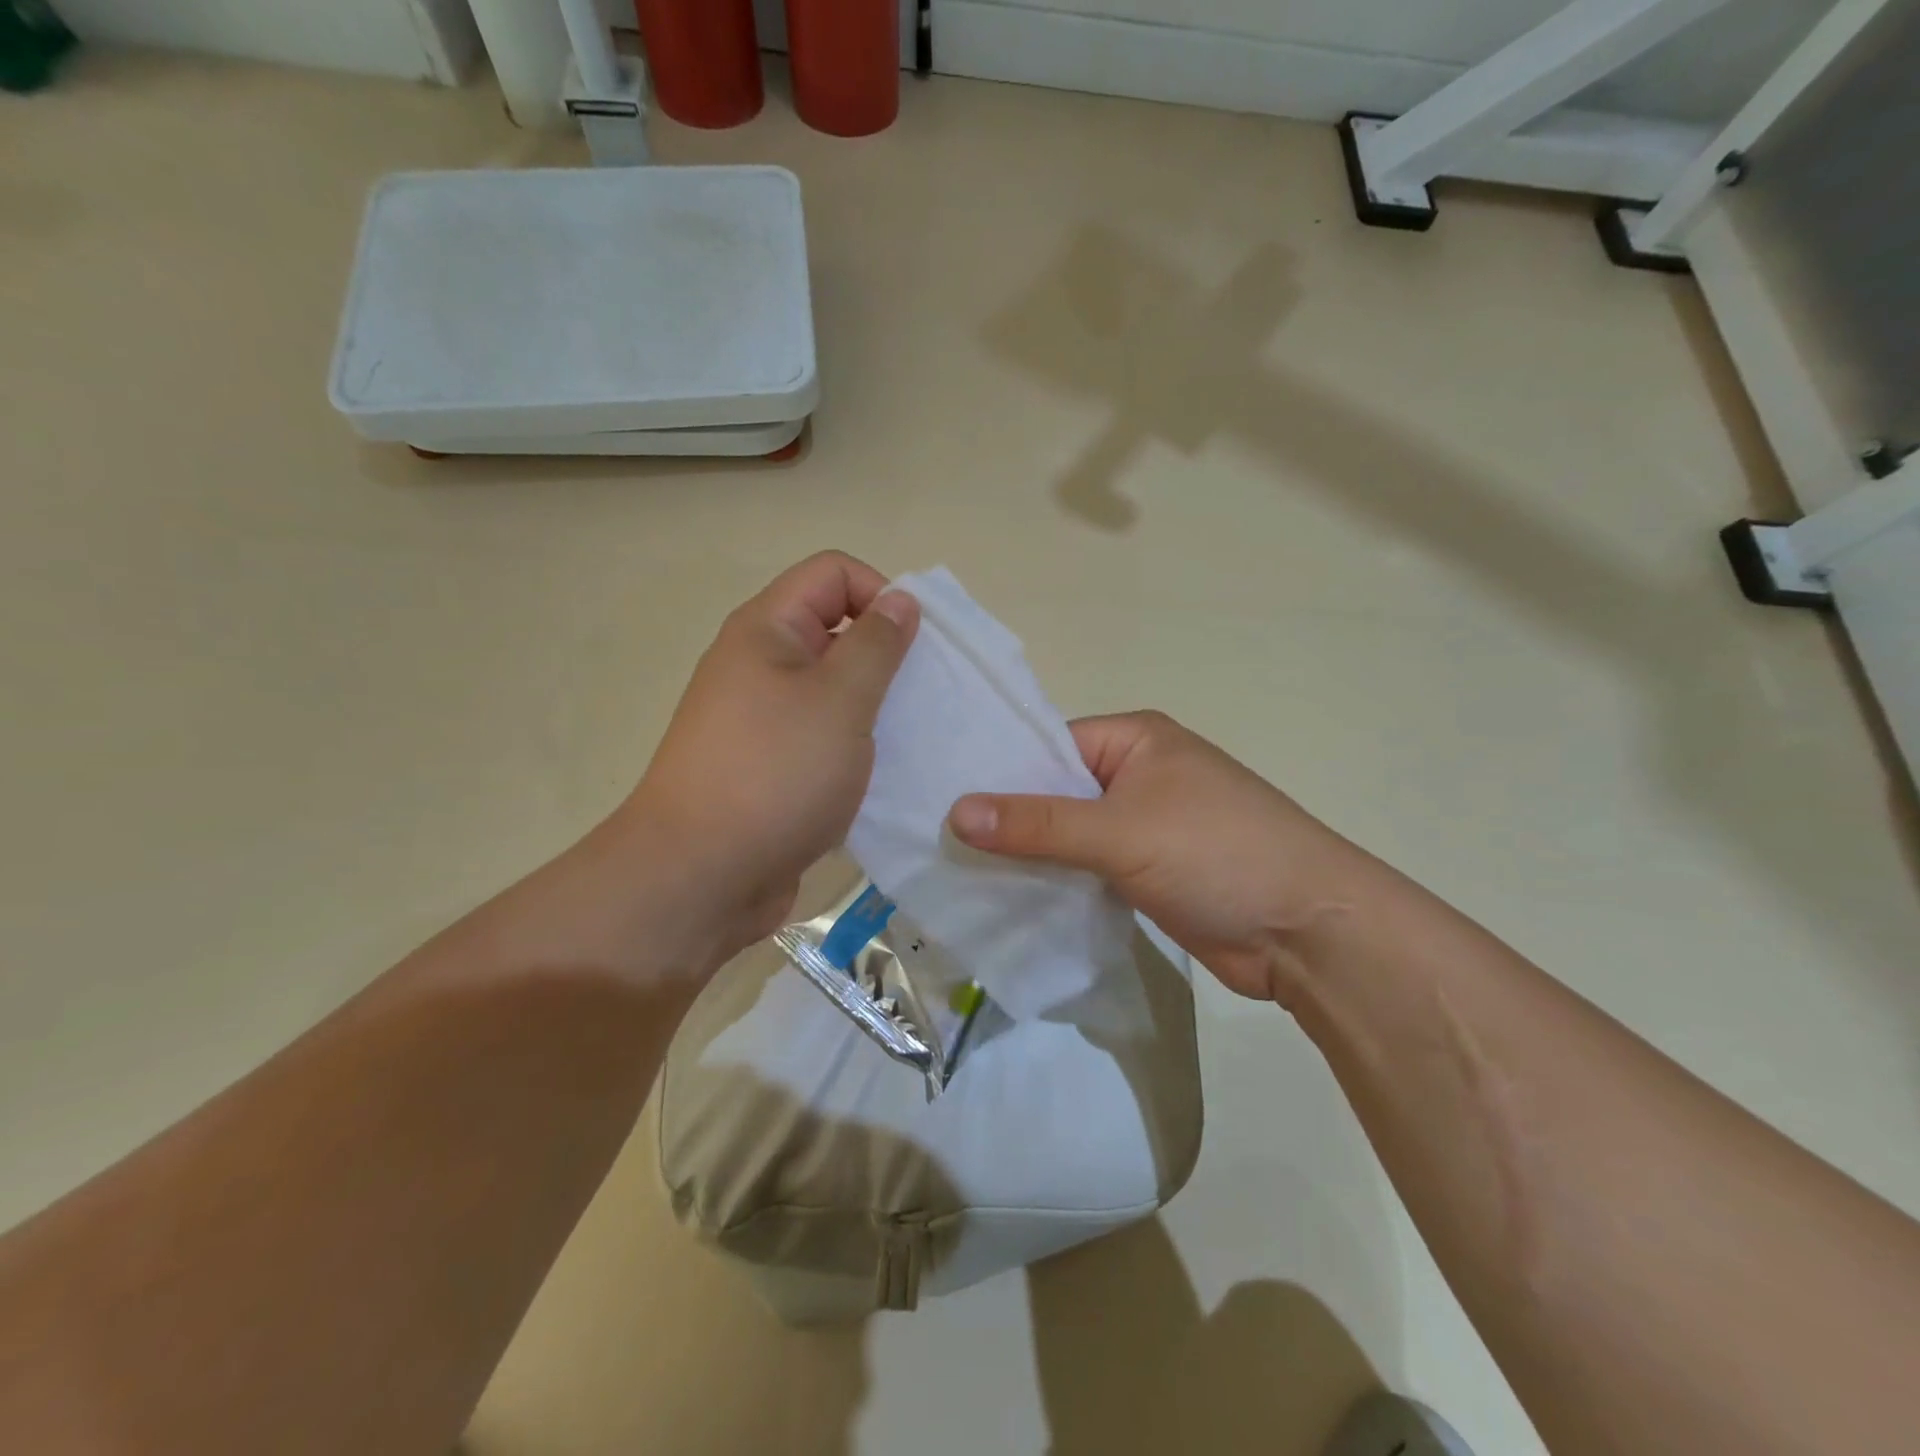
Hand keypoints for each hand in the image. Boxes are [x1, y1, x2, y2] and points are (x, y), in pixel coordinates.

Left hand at [622, 551, 917, 972]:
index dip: (881, 592)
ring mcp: (762, 719)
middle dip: (886, 654)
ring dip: (875, 705)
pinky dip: (856, 746)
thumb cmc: (775, 774)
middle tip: (923, 696)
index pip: (834, 573)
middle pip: (835, 629)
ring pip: (832, 689)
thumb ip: (877, 644)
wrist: (700, 877)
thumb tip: (900, 599)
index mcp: (767, 630)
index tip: (916, 645)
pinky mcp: (770, 767)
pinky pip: (823, 736)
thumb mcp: (840, 700)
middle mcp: (759, 665)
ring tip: (911, 738)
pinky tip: (883, 774)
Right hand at [947, 711, 1377, 1004]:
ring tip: (959, 873)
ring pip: (1068, 835)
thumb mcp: (1121, 831)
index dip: (997, 773)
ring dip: (1029, 855)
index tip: (940, 801)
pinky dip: (1055, 882)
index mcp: (1134, 739)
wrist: (1308, 932)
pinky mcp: (1146, 872)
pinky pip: (1086, 869)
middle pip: (1054, 792)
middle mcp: (1136, 774)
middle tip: (938, 843)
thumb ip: (1038, 824)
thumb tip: (955, 813)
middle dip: (1008, 819)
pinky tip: (1008, 899)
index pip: (1047, 746)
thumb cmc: (1217, 854)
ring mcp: (1143, 825)